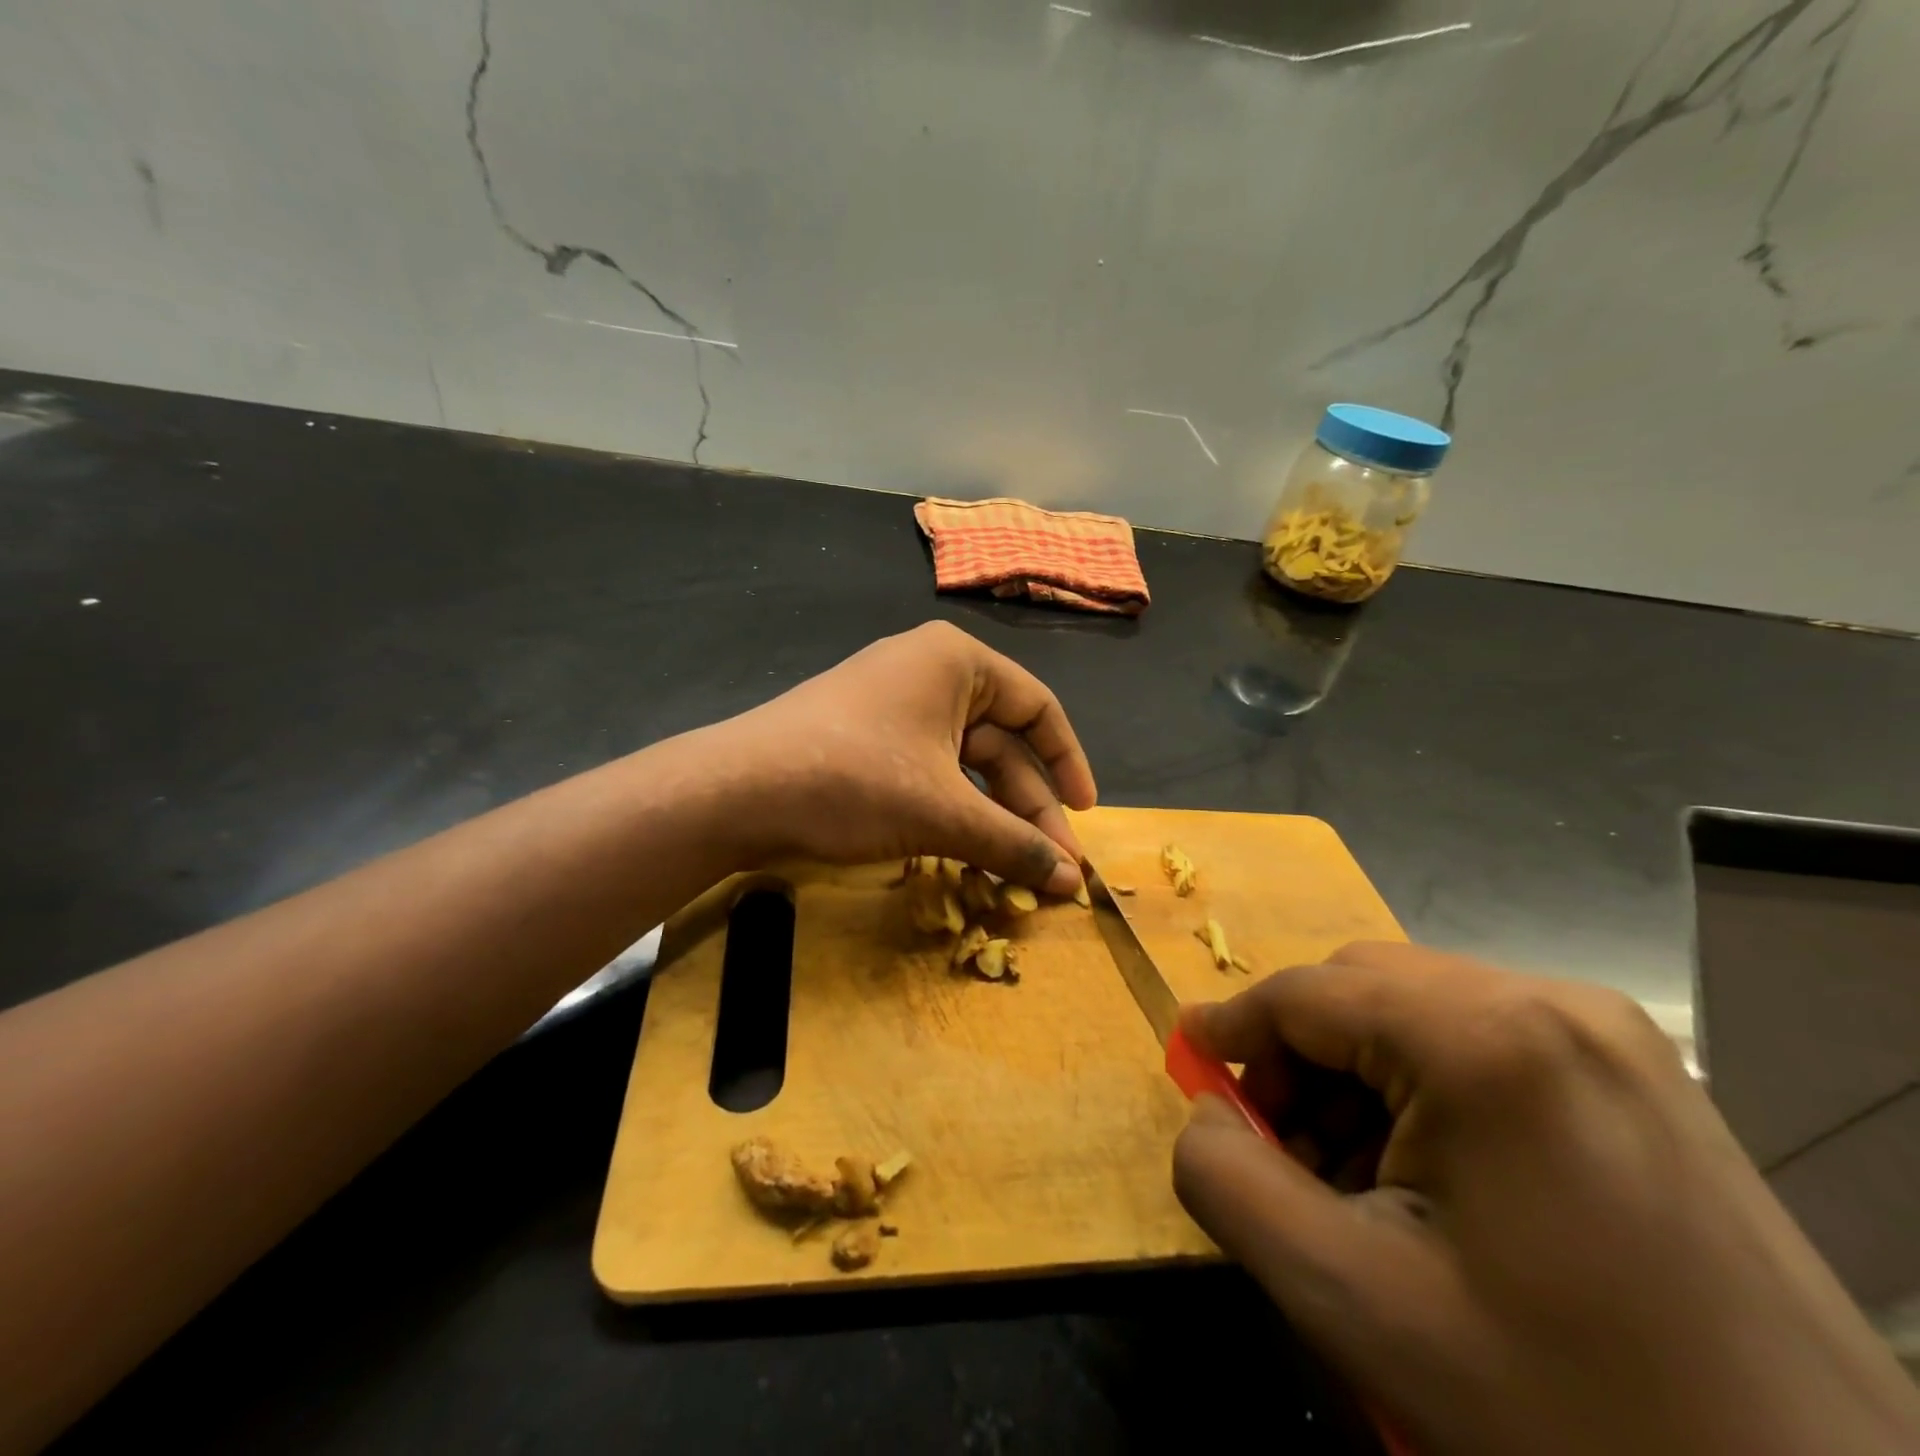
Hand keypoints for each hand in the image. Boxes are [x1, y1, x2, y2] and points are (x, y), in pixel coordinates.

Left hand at [719, 621, 1096, 893]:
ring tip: (1013, 870)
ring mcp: (891, 706)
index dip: (1069, 763)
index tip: (1086, 815)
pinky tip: (965, 854)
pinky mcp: (865, 739)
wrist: (735, 792)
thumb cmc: (854, 780)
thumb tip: (1073, 883)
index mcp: (956, 662)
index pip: (1038, 707)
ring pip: (964, 765)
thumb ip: (1013, 844)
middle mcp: (927, 672)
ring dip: (991, 817)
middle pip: (1001, 743)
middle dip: (1028, 807)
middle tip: (1051, 868)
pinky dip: (952, 813)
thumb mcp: (943, 813)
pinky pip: (928, 773)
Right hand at [1171, 941, 1919, 1455]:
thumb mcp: (1354, 1301)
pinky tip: (1432, 1174)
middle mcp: (1552, 1001)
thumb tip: (1208, 1114)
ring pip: (1417, 1011)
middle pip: (1361, 990)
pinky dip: (1424, 1086)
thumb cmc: (1567, 1413)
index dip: (1233, 1027)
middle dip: (1299, 1058)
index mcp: (1487, 1036)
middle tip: (1280, 1147)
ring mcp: (1611, 1032)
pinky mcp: (1641, 1072)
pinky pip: (1481, 1040)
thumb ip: (1229, 1182)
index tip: (1190, 1061)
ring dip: (1358, 1074)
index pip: (1306, 994)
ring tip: (1353, 1175)